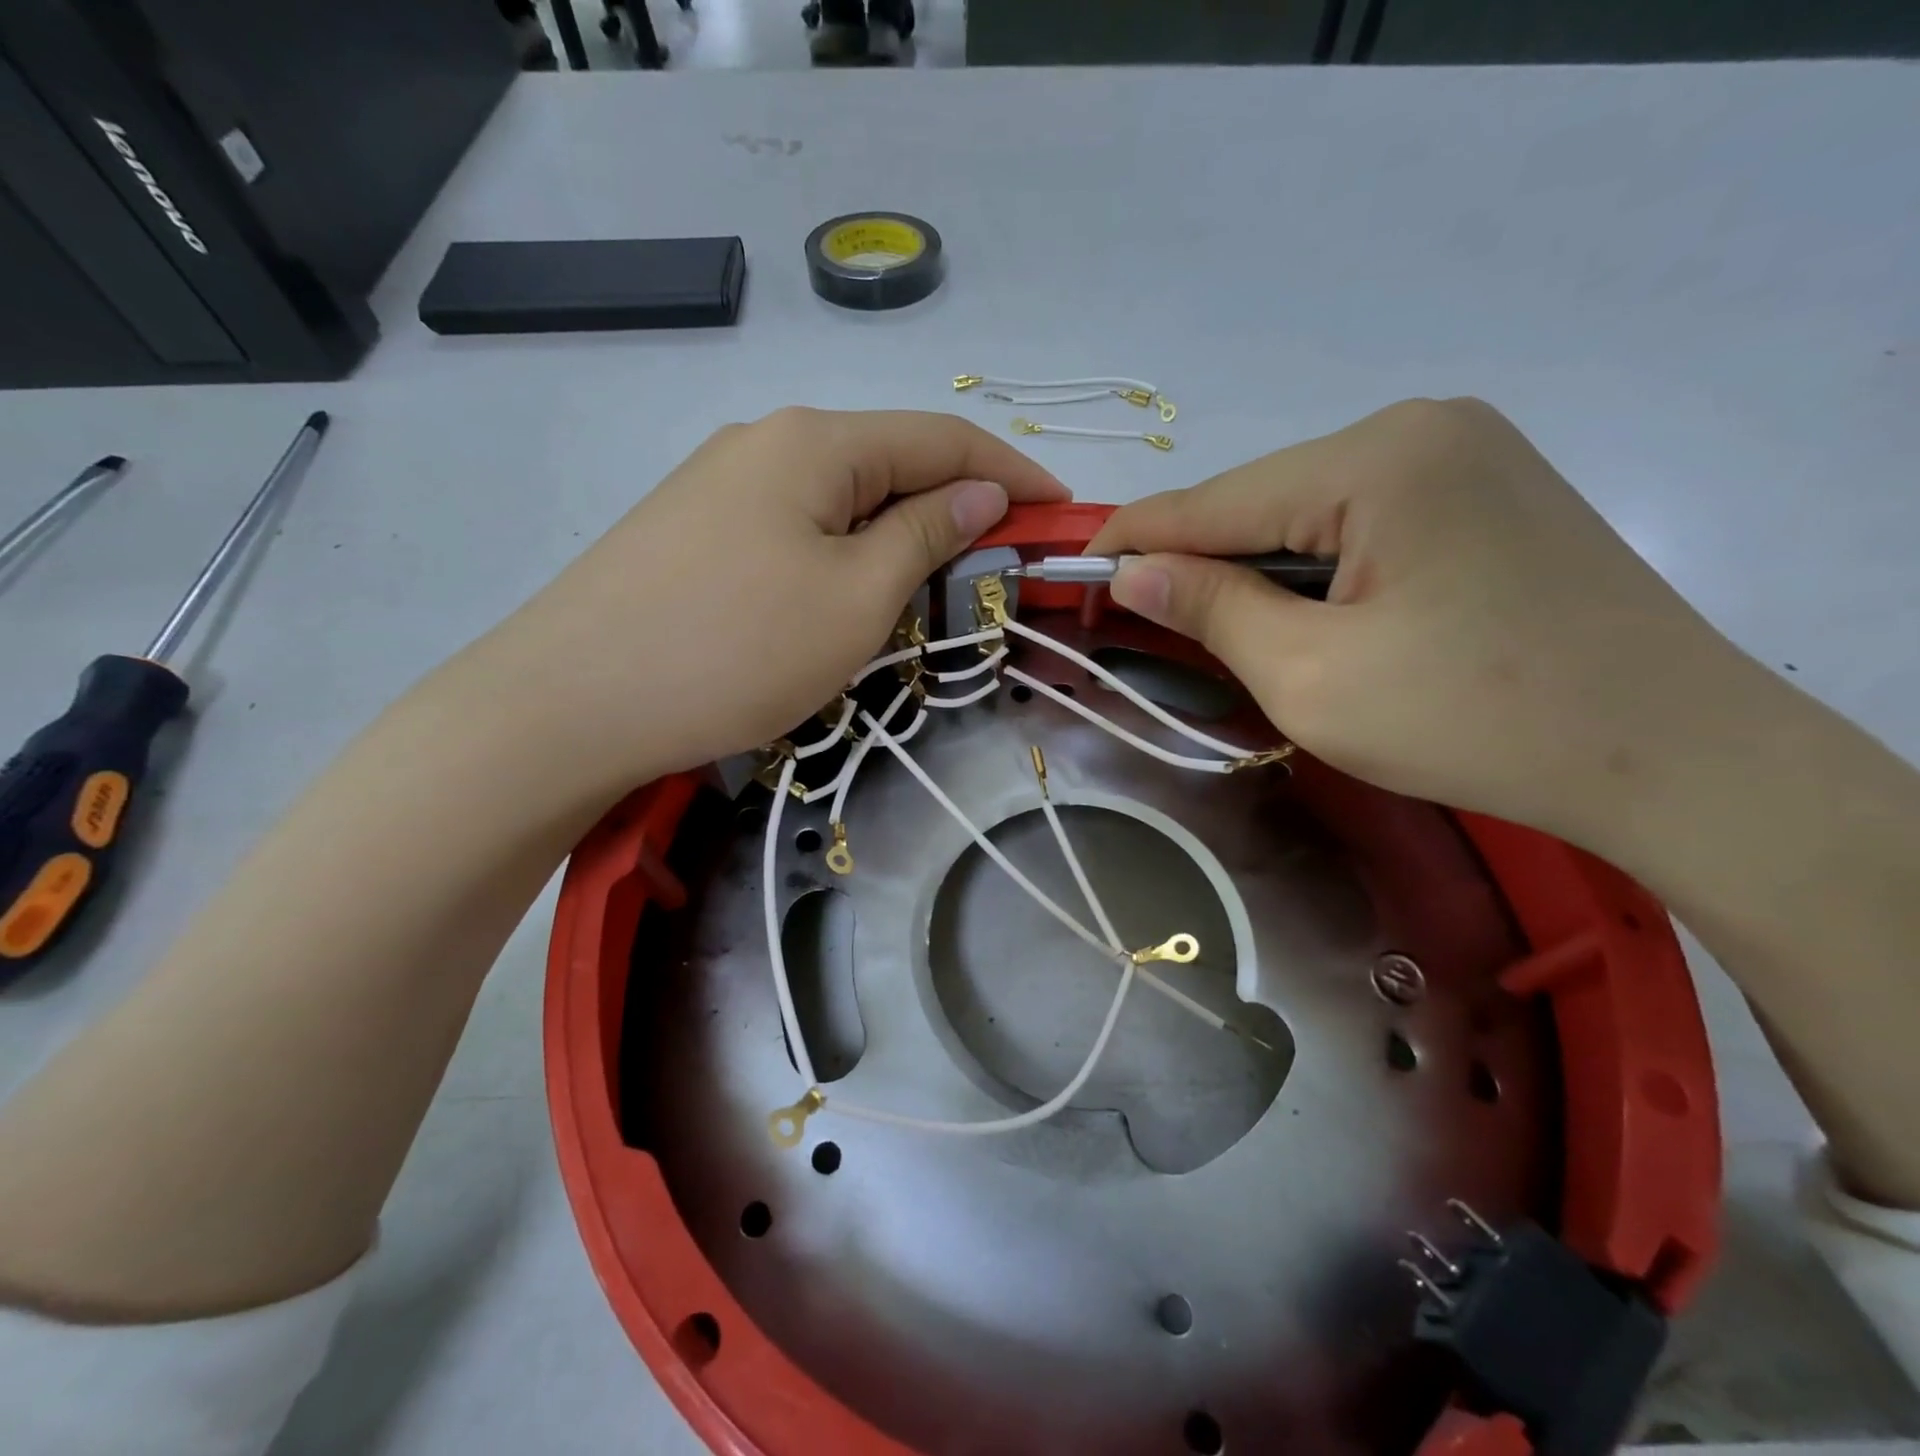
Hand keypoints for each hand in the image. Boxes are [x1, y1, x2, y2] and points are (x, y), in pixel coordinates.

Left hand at [471, 408, 1067, 795]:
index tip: (1063, 508)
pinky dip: (844, 553)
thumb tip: (979, 494)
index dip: (1011, 470)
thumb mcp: (856, 598)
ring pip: (840, 500)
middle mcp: (766, 442)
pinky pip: (796, 529)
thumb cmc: (735, 650)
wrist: (570, 703)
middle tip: (1002, 559)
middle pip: (888, 462)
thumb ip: (926, 535)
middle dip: (955, 505)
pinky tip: (849, 592)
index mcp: (814, 441)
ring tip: (934, 585)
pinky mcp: (693, 532)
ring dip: (898, 534)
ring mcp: (720, 486)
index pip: (941, 438)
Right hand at [1091, 398, 1756, 843]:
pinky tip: (1306, 612)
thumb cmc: (1471, 720)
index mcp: (1375, 459)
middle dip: (1200, 558)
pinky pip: (1359, 519)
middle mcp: (1419, 427)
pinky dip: (1313, 566)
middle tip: (1144, 617)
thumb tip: (1129, 570)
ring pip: (1308, 510)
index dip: (1135, 538)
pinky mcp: (1485, 491)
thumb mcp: (1309, 677)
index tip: (1073, 570)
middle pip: (1262, 499)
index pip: (1214, 498)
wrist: (1668, 754)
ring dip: (1257, 567)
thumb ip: (1210, 609)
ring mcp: (1462, 452)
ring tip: (1223, 626)